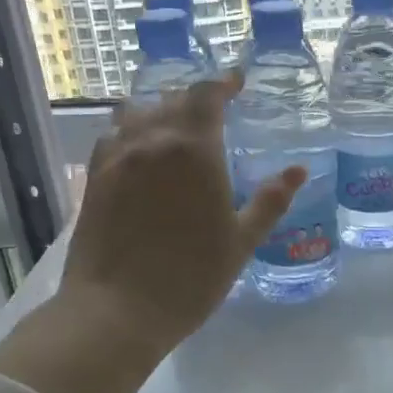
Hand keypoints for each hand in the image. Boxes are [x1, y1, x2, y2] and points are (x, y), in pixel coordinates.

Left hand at [58, 72, 303, 356]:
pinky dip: (131, 133)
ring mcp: (116, 158)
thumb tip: (298, 170)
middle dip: (195, 101)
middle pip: (172, 101)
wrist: (117, 311)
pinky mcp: (93, 179)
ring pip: (137, 114)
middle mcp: (151, 141)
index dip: (223, 84)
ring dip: (160, 113)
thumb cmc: (190, 278)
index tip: (237, 82)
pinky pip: (113, 138)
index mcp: (194, 150)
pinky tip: (139, 152)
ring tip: (174, 128)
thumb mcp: (240, 241)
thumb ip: (270, 201)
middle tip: (213, 113)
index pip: (207, 96)